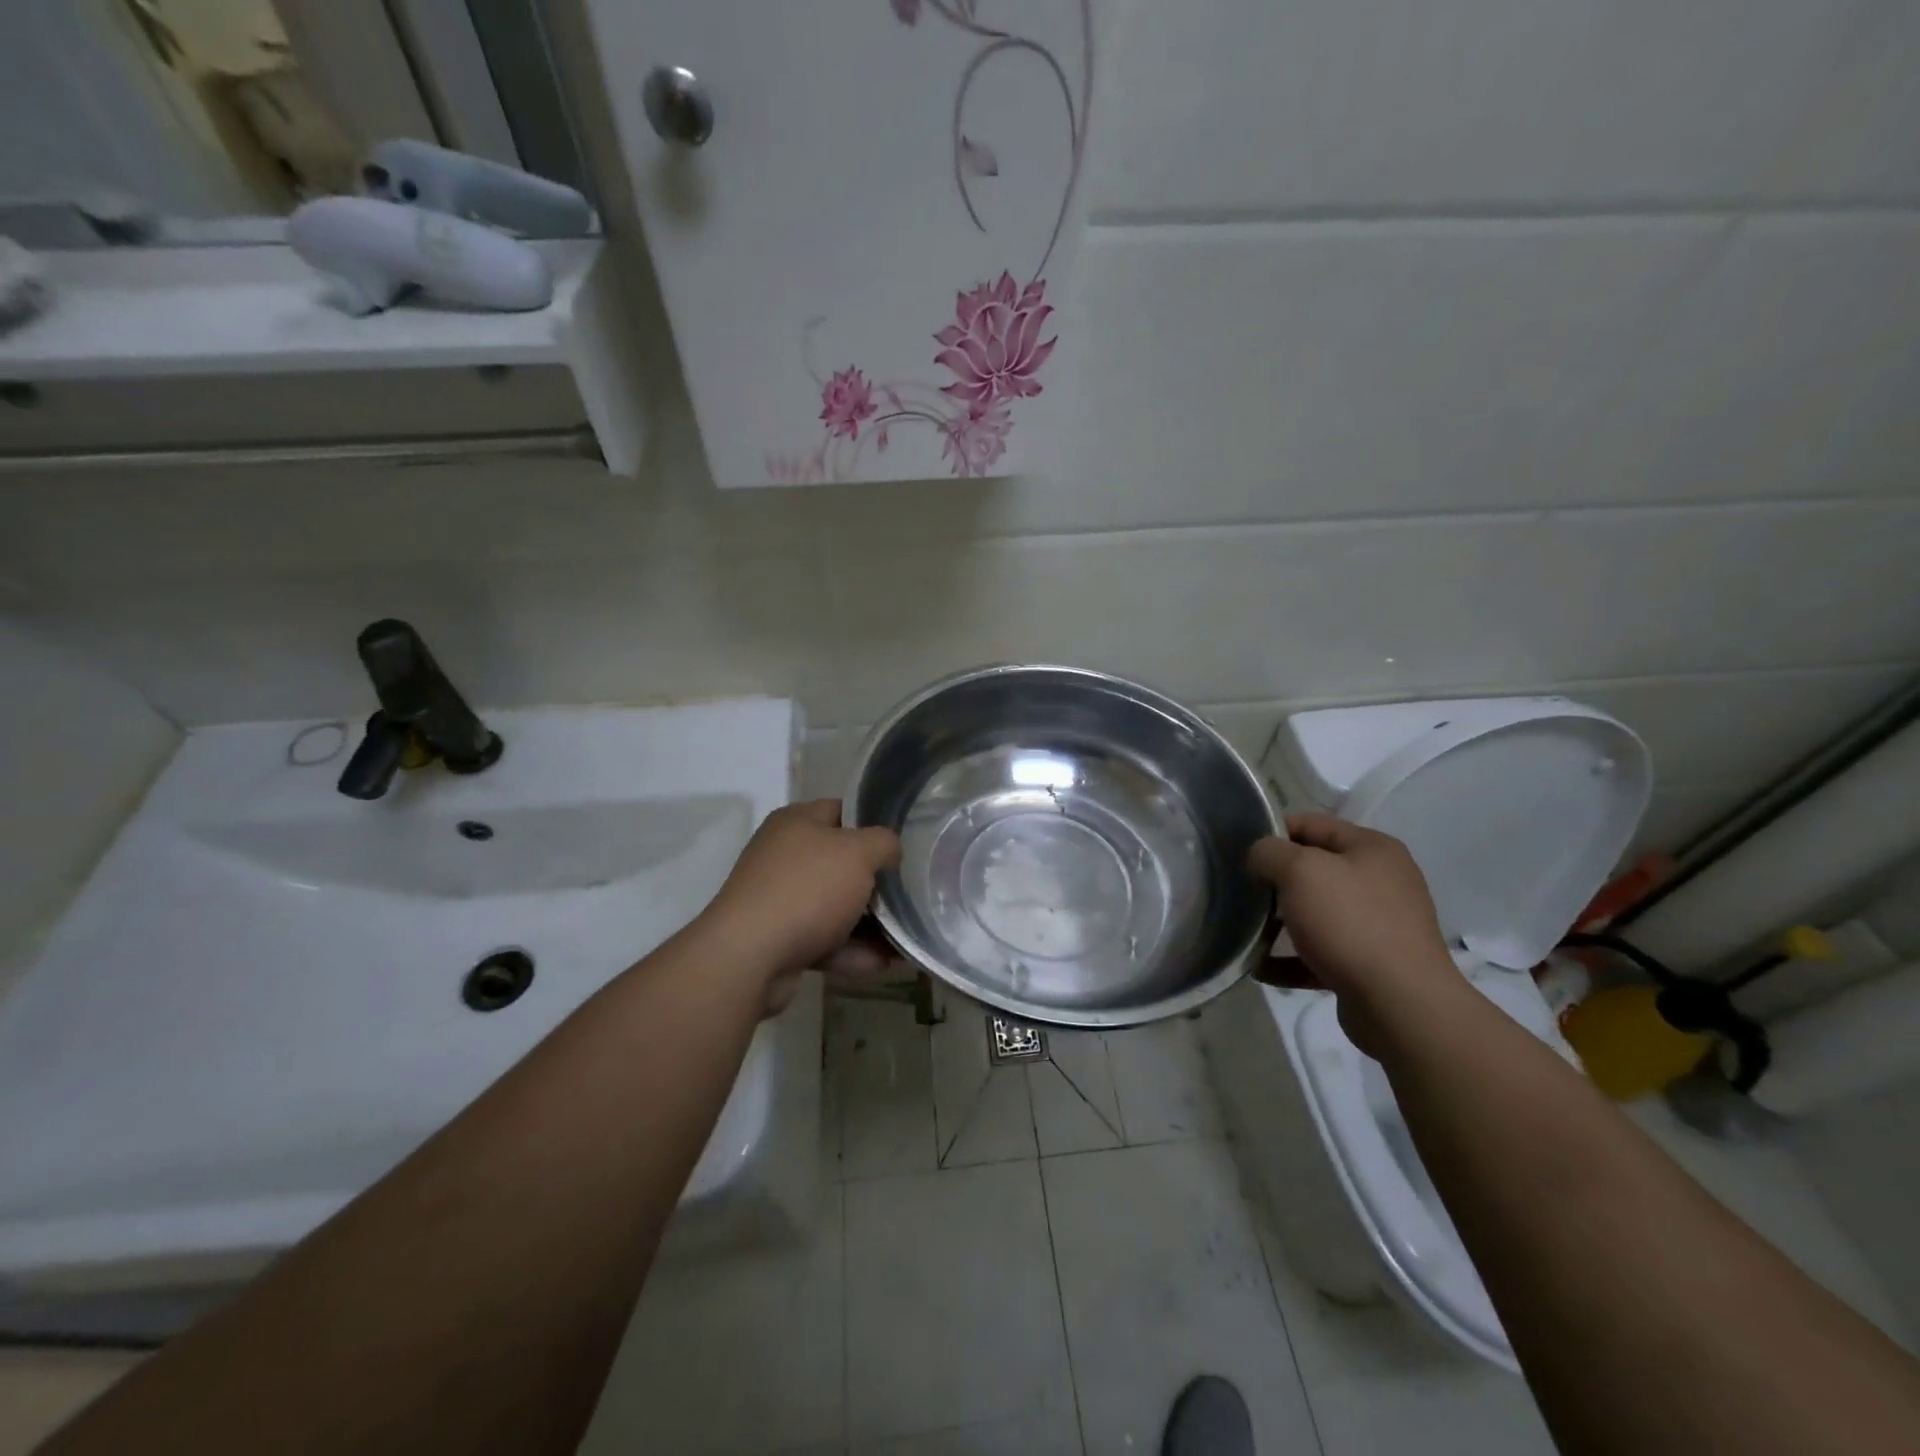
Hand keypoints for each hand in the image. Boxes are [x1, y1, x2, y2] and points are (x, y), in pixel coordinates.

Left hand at [700, 801, 901, 1007]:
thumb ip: (884, 844)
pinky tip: (883, 964)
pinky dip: (851, 951)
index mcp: (796, 823)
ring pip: (834, 906)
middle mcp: (783, 856)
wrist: (749, 957)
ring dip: (869, 923)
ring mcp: (779, 899)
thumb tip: (890, 851)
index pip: (842, 811)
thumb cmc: (807, 889)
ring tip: (904, 936)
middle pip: (840, 862)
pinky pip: (824, 941)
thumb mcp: (859, 853)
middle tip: (908, 892)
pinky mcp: (778, 940)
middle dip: (875, 881)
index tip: (903, 845)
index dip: (874, 824)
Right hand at [1249, 813, 1460, 1051]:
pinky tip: (1260, 968)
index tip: (1239, 851)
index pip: (1312, 824)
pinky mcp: (1369, 964)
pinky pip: (1320, 953)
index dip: (1272, 832)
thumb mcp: (1300, 871)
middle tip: (1241, 891)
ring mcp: (1378, 925)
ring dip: (1279, 922)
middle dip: (1275, 881)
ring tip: (1245, 931)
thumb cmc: (1350, 922)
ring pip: (1316, 913)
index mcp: (1372, 849)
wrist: (1400, 1004)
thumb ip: (1270, 852)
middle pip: (1313, 870)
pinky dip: (1291, 959)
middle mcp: (1381, 882)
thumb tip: (1260, 856)